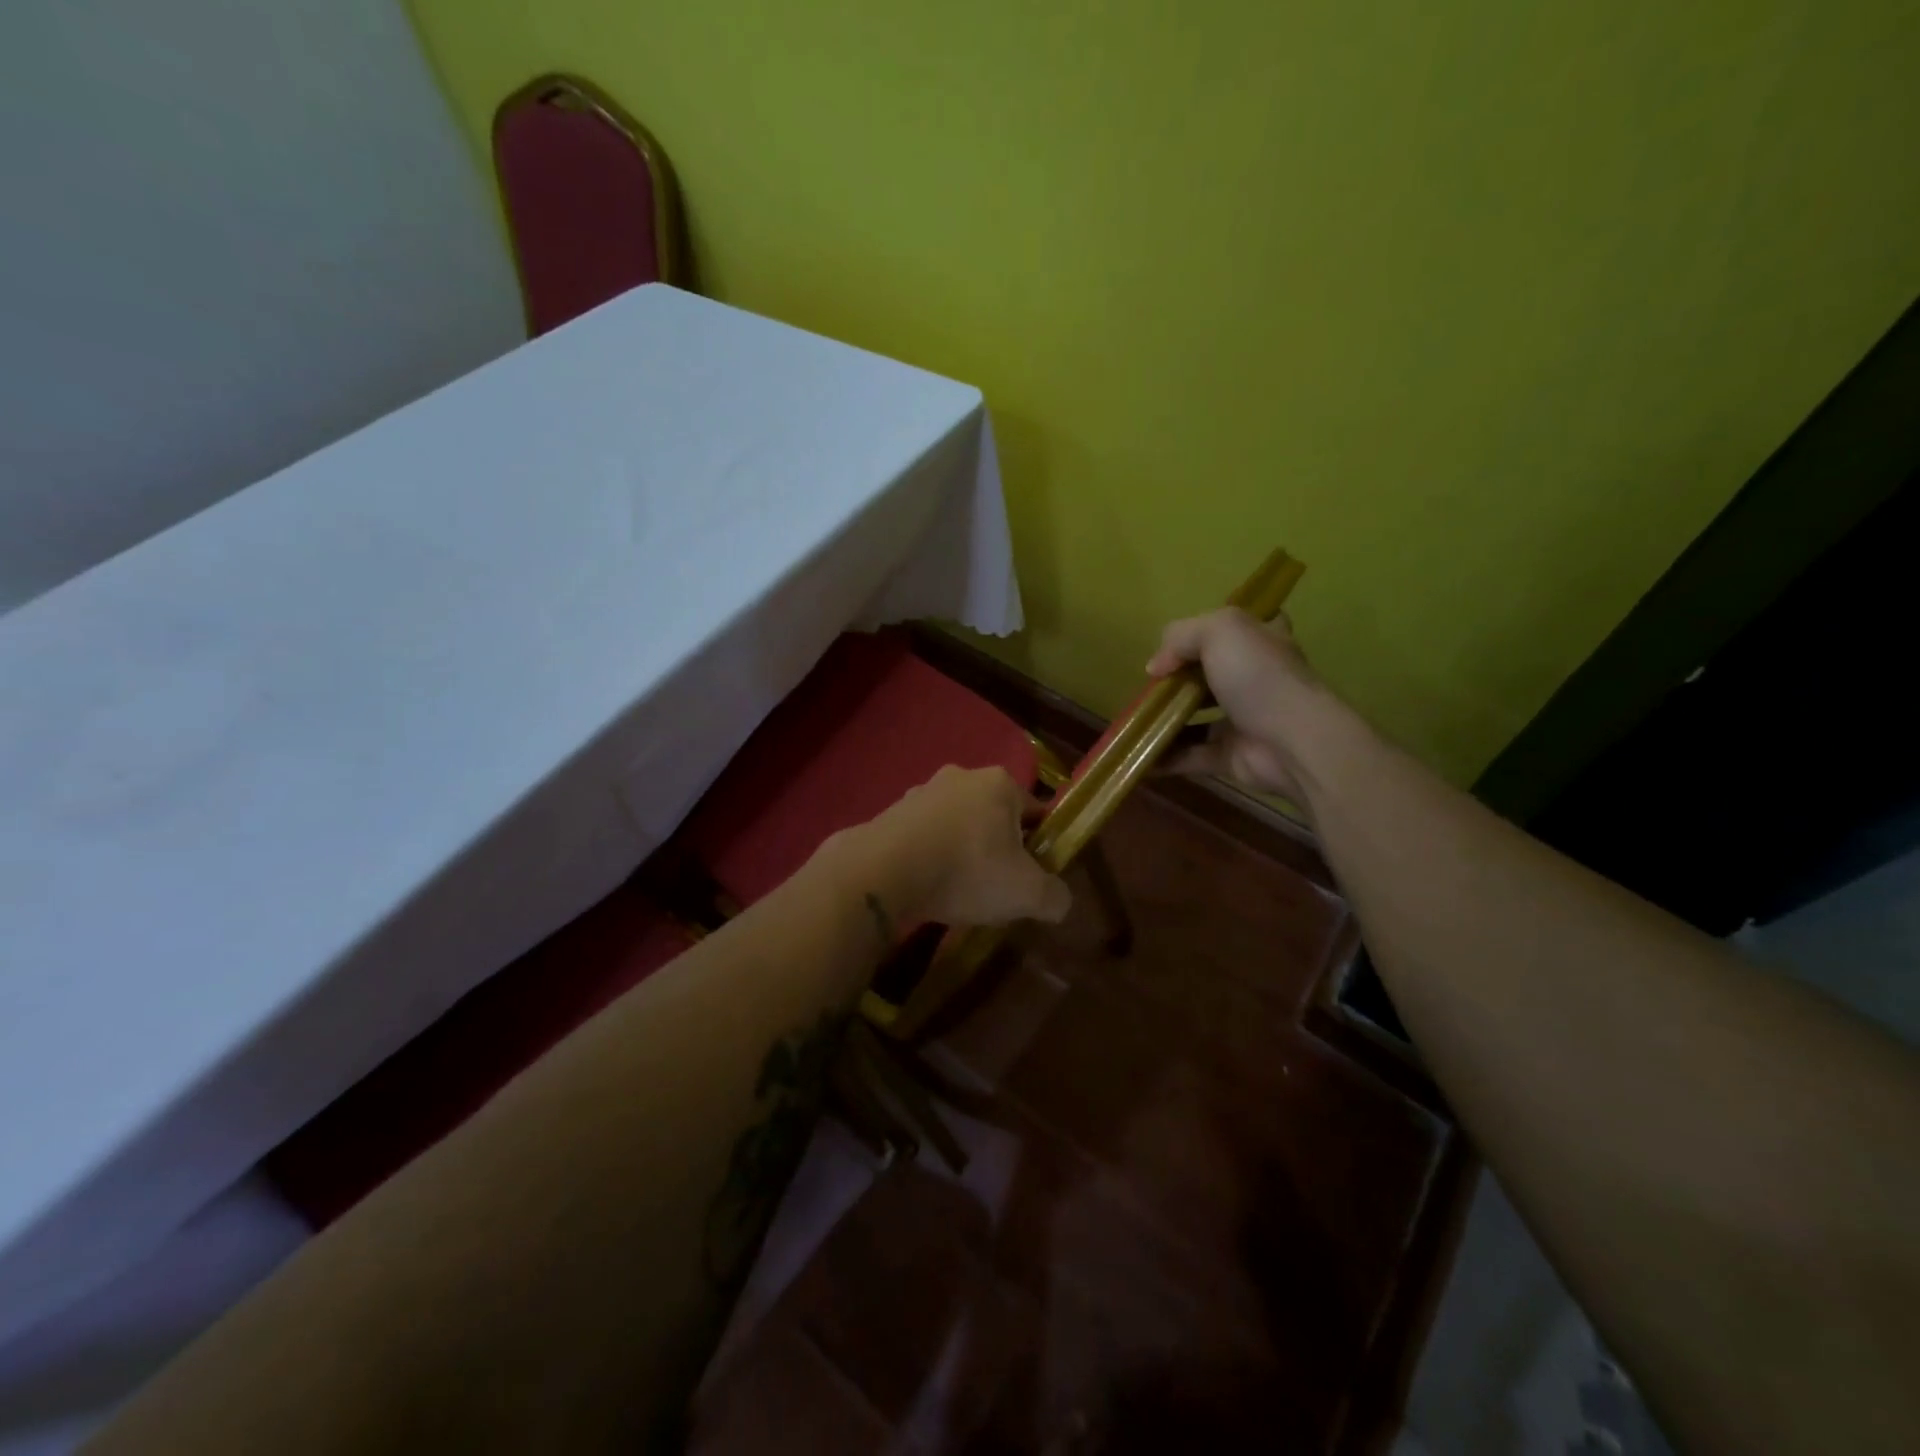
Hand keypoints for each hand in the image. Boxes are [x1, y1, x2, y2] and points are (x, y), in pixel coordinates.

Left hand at [859, 766, 1070, 927]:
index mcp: (1000, 783)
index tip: (1033, 877)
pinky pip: (924, 835)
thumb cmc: (966, 871)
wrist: (883, 872)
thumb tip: (1060, 901)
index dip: (1040, 846)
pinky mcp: (890, 812)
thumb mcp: (1026, 893)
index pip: (1035, 812)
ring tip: (958, 890)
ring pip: (957, 824)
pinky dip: (930, 855)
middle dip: (998, 847)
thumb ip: (1055, 897)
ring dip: (962, 850)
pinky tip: (926, 884)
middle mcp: (961, 776)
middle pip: (994, 816)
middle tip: (997, 887)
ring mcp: (921, 791)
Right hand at [1145, 607, 1328, 803]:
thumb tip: (1155, 667)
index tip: (1180, 641)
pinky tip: (1138, 754)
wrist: (1292, 741)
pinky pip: (1190, 754)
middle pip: (1210, 674)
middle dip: (1177, 679)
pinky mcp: (1230, 755)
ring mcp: (1242, 720)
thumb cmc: (1259, 676)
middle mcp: (1254, 679)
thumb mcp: (1219, 630)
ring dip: (1164, 718)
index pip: (1240, 629)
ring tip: (1133, 718)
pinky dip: (1164, 756)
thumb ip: (1181, 636)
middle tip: (1148, 685)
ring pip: (1196, 716)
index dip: (1212, 631)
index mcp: (1261, 642)